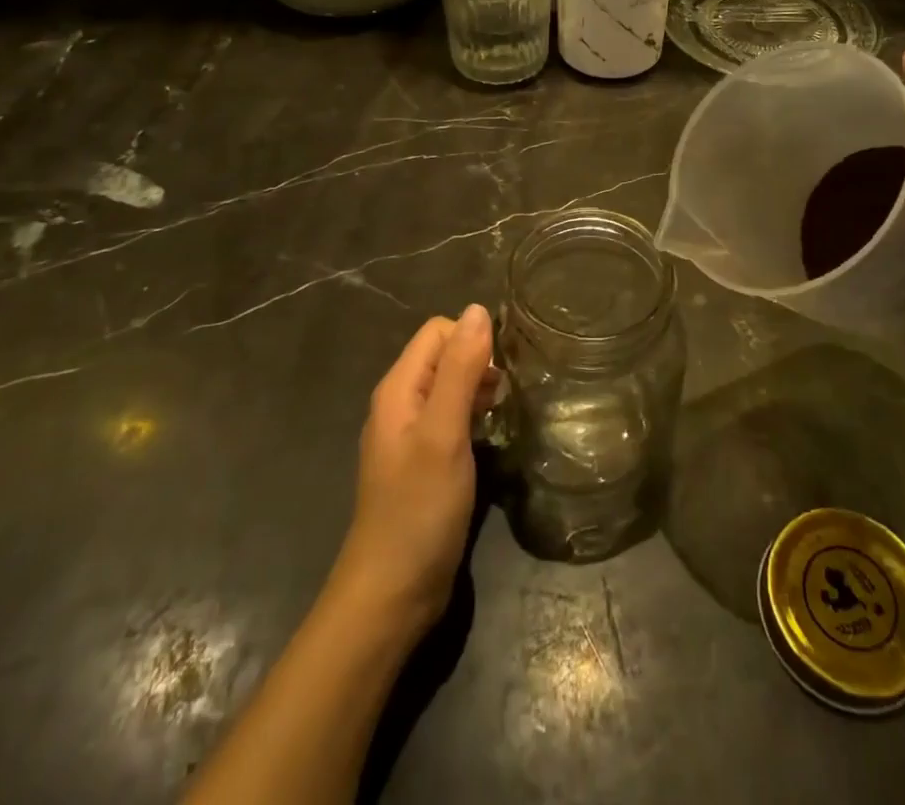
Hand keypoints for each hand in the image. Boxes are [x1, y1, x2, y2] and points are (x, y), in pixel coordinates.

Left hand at [329, 305, 494, 636]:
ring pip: (452, 386)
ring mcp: (412, 434)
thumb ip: (459, 370)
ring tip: (510, 408)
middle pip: (445, 355)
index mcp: (399, 388)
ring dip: (480, 387)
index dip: (473, 338)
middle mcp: (402, 402)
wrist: (392, 595)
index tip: (505, 366)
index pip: (439, 331)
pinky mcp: (426, 461)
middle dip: (480, 360)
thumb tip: (478, 309)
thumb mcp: (443, 433)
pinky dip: (475, 414)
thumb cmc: (418, 509)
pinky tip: (494, 433)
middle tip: (512, 390)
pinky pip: (453, 417)